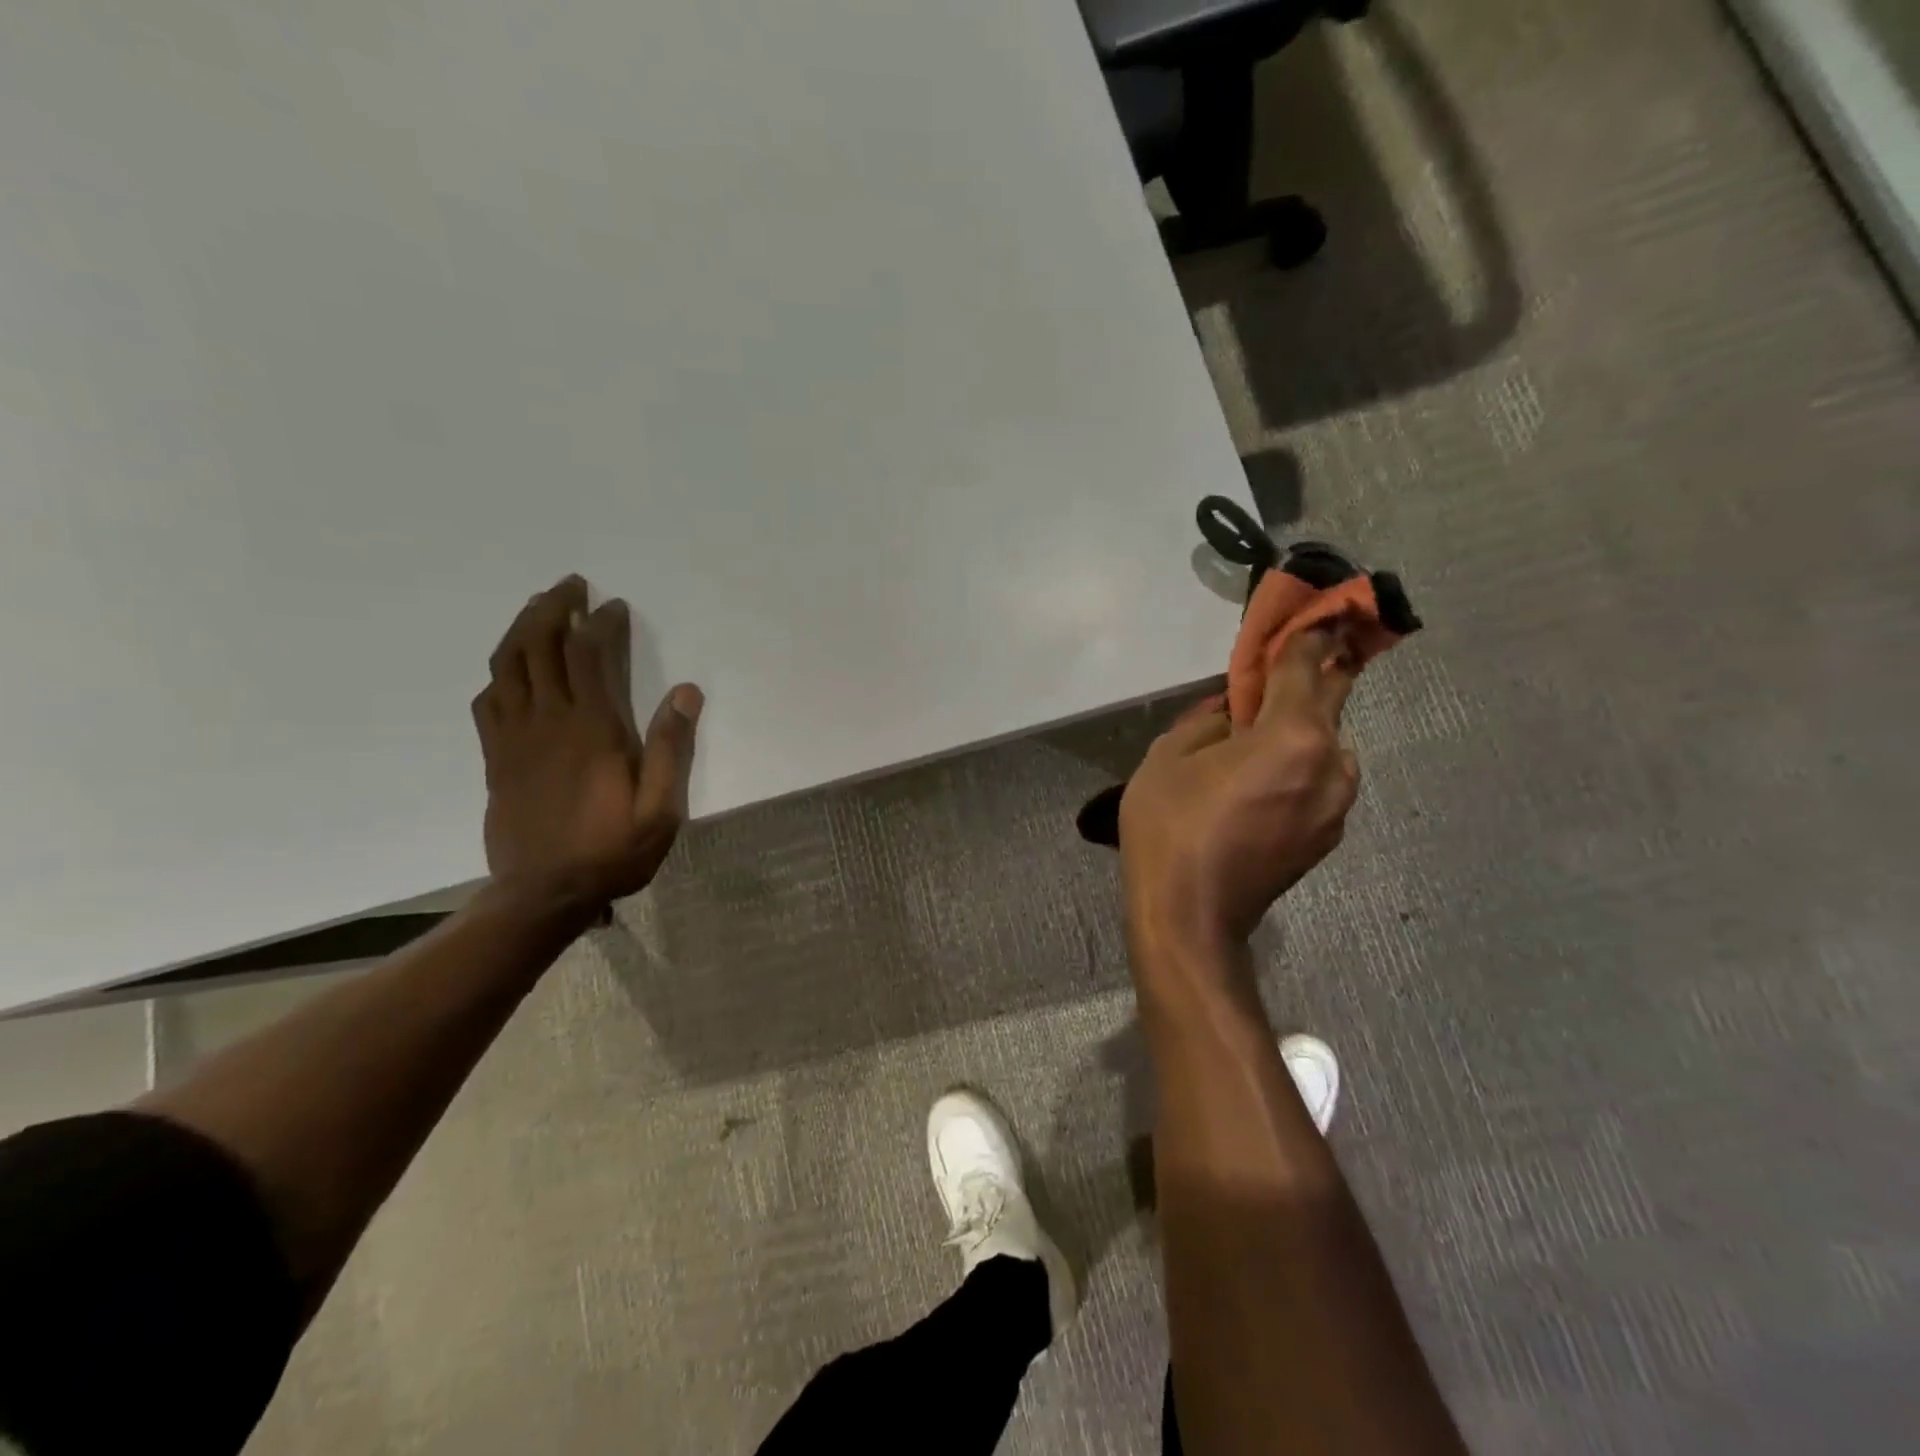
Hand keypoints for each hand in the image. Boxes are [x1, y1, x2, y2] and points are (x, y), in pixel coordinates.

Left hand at [471, 576, 701, 912]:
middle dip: (553, 608)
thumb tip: (686, 692)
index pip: (588, 656)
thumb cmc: (611, 851)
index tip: (614, 606)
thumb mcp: (661, 809)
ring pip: (508, 665)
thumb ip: (672, 749)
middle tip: (571, 585)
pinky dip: (501, 671)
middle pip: (539, 646)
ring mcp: (514, 738)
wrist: (542, 894)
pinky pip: (489, 699)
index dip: (599, 624)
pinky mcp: (495, 757)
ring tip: (539, 608)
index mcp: (592, 730)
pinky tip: (512, 667)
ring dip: (522, 628)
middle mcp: (548, 722)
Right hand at [1119, 624, 1359, 953]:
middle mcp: (1331, 763)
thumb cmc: (1170, 829)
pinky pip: (1320, 780)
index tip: (1314, 610)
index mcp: (1292, 736)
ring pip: (1327, 745)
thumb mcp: (1167, 758)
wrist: (1190, 918)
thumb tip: (1228, 712)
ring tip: (1256, 743)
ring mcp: (1337, 804)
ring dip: (1301, 731)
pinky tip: (1259, 785)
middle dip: (1313, 674)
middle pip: (1331, 700)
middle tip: (1292, 659)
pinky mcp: (1328, 835)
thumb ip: (1205, 720)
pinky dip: (1299, 768)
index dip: (1308, 633)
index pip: (1307, 665)